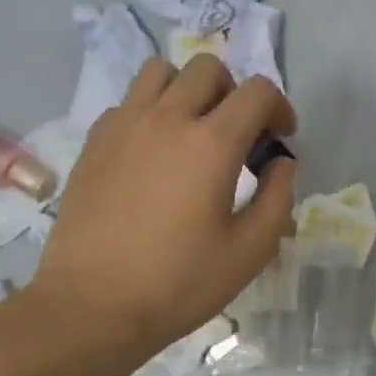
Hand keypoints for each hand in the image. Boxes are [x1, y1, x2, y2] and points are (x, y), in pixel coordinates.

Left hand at [30, 56, 296, 355]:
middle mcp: (167, 119)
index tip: (281, 139)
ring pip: (161, 73)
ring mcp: (123, 126)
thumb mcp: (250, 251)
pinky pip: (128, 103)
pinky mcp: (94, 143)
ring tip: (194, 132)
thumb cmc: (180, 283)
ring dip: (188, 91)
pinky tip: (154, 155)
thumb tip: (282, 163)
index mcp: (211, 144)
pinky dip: (151, 113)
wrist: (94, 306)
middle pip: (209, 69)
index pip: (258, 92)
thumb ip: (277, 198)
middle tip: (239, 136)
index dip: (280, 108)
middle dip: (235, 93)